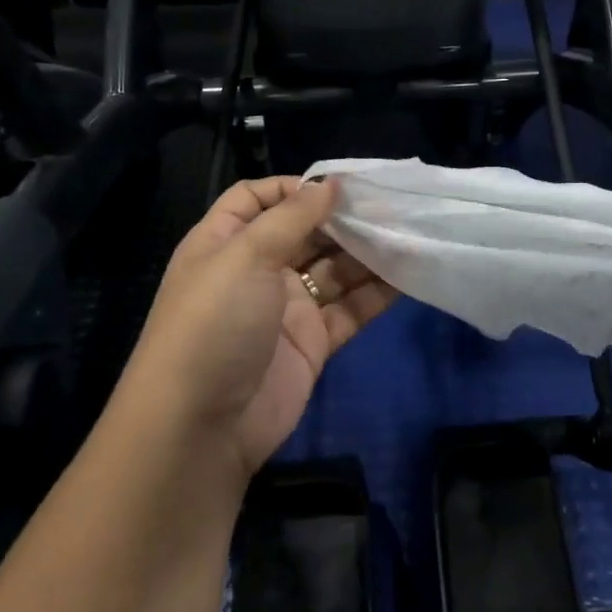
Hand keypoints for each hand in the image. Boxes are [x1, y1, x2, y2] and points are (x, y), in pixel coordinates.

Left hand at [123, 177, 395, 484]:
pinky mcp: (313, 342)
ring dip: (367, 253)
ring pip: (334, 270)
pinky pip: (349, 309)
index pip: (258, 198)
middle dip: (343, 218)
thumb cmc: (214, 323)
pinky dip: (376, 293)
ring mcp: (286, 307)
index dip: (294, 187)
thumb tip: (329, 184)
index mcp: (226, 242)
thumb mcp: (244, 256)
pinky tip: (408, 274)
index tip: (338, 185)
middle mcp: (256, 269)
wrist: (202, 427)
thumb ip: (291, 217)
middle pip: (305, 232)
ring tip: (409, 233)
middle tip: (391, 206)